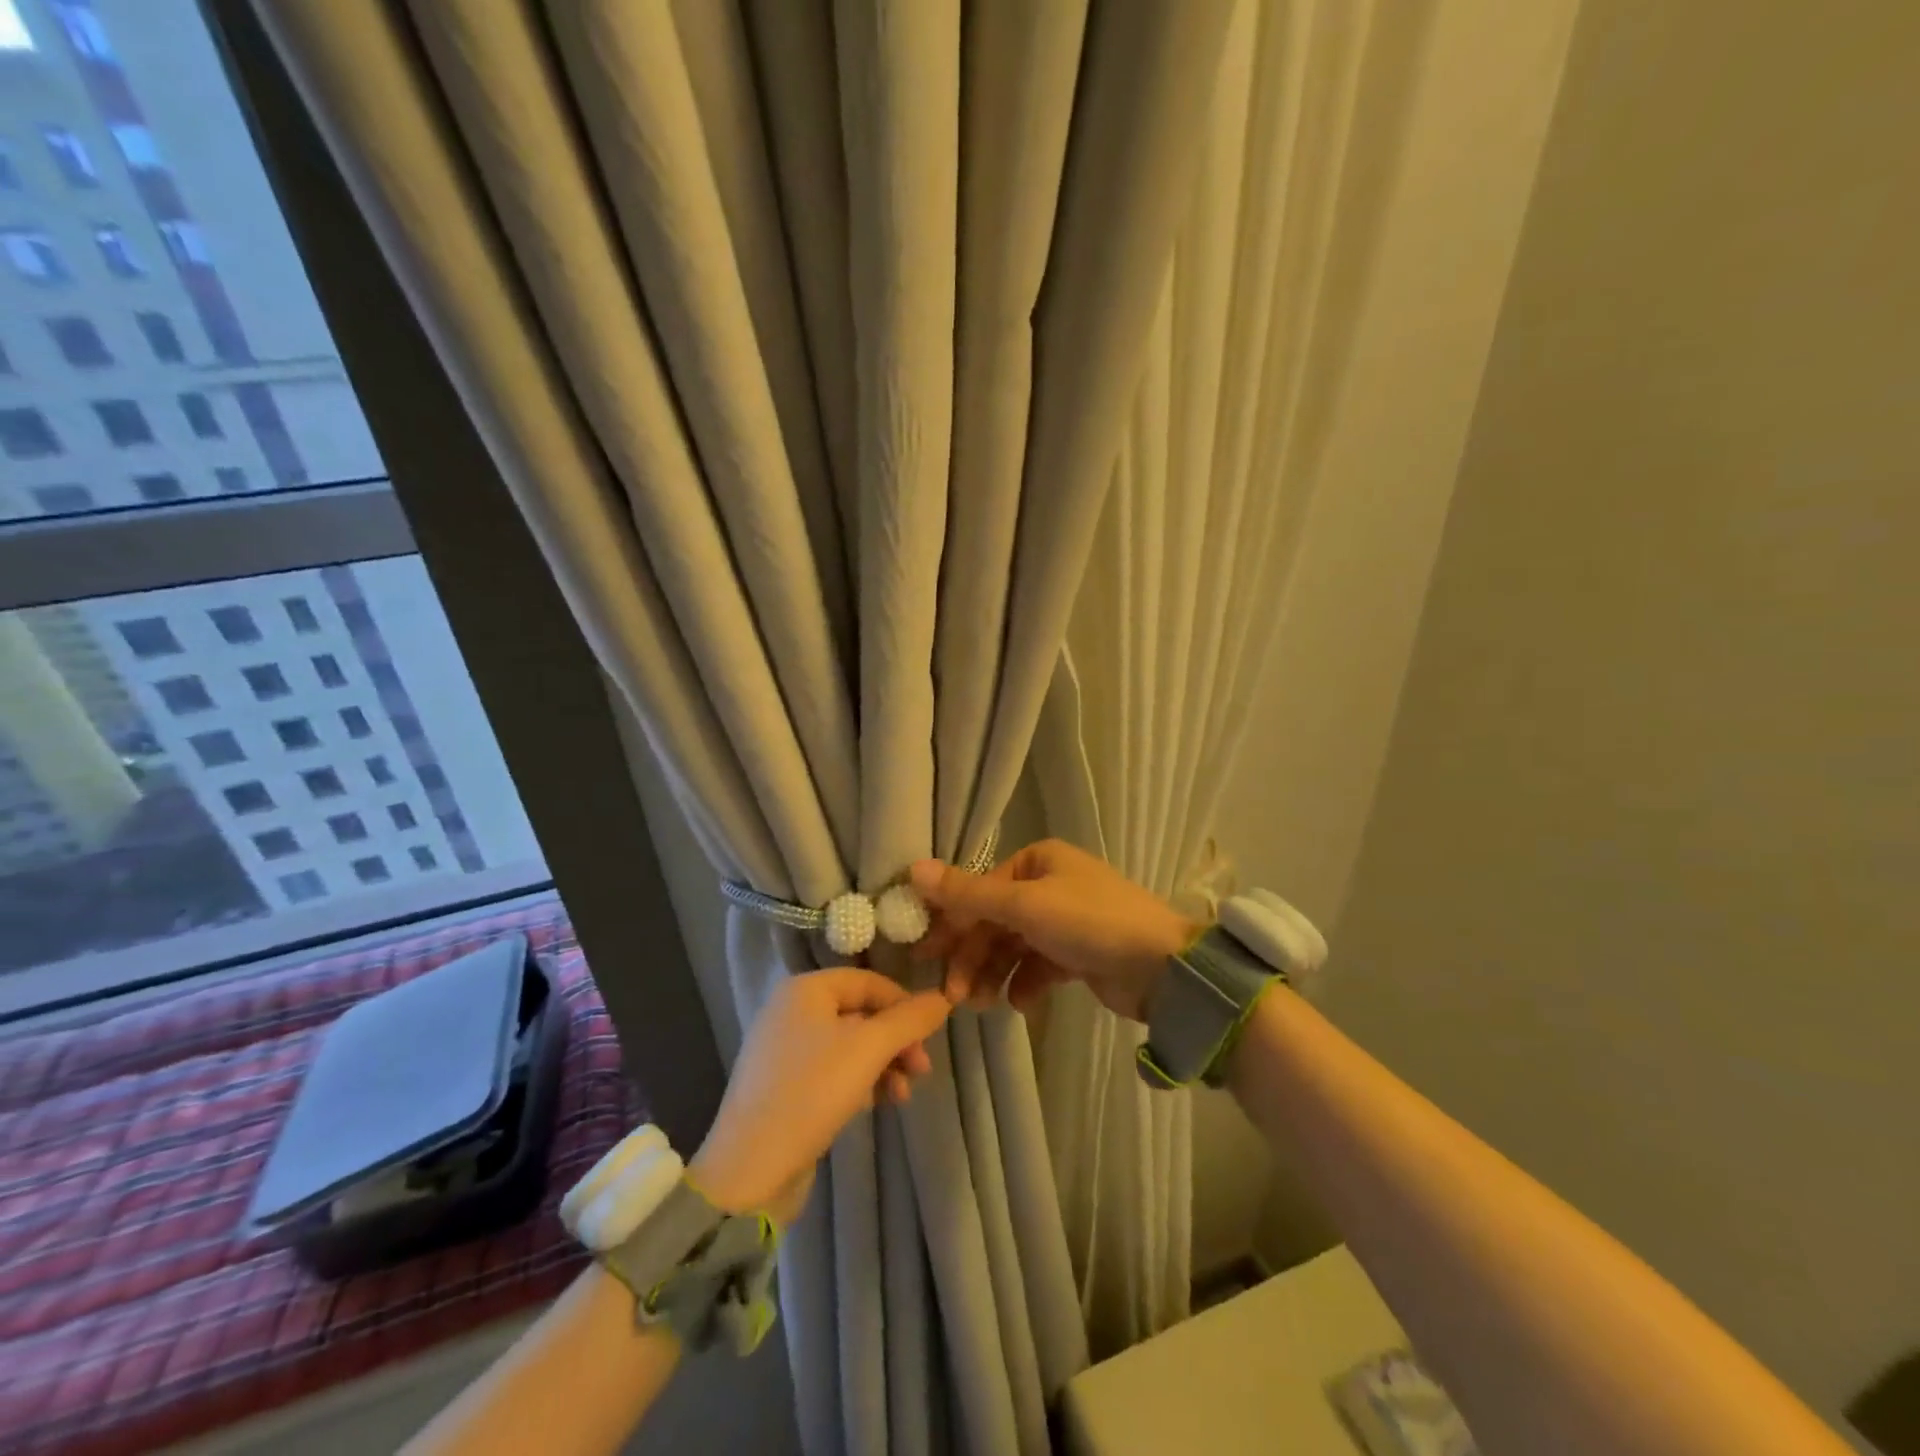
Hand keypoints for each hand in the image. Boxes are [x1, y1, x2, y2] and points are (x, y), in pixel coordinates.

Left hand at [689, 969, 951, 1221]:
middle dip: (896, 1040)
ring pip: (850, 1046)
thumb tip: (944, 996)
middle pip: (860, 1013)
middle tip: (922, 1070)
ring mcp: (786, 1051)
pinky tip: (878, 1104)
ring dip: (884, 1065)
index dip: (903, 1004)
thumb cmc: (811, 1092)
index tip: (930, 1035)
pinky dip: (861, 1082)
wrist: (750, 1170)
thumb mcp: (868, 1049)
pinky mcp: (786, 1087)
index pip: (868, 981)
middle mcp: (792, 1011)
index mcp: (805, 990)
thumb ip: (909, 1020)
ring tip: (903, 1095)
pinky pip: (834, 1071)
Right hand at [910, 840, 1198, 1021]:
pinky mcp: (1077, 954)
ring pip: (1013, 947)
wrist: (1163, 968)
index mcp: (1038, 861)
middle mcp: (1049, 885)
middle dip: (971, 956)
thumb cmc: (1090, 923)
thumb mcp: (1024, 905)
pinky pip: (1037, 966)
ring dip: (992, 974)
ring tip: (980, 1004)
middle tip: (951, 993)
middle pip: (994, 920)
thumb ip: (968, 893)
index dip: (951, 922)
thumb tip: (913, 869)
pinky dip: (1024, 984)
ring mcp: (1064, 921)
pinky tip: (1020, 1002)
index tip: (924, 955)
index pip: (981, 889)